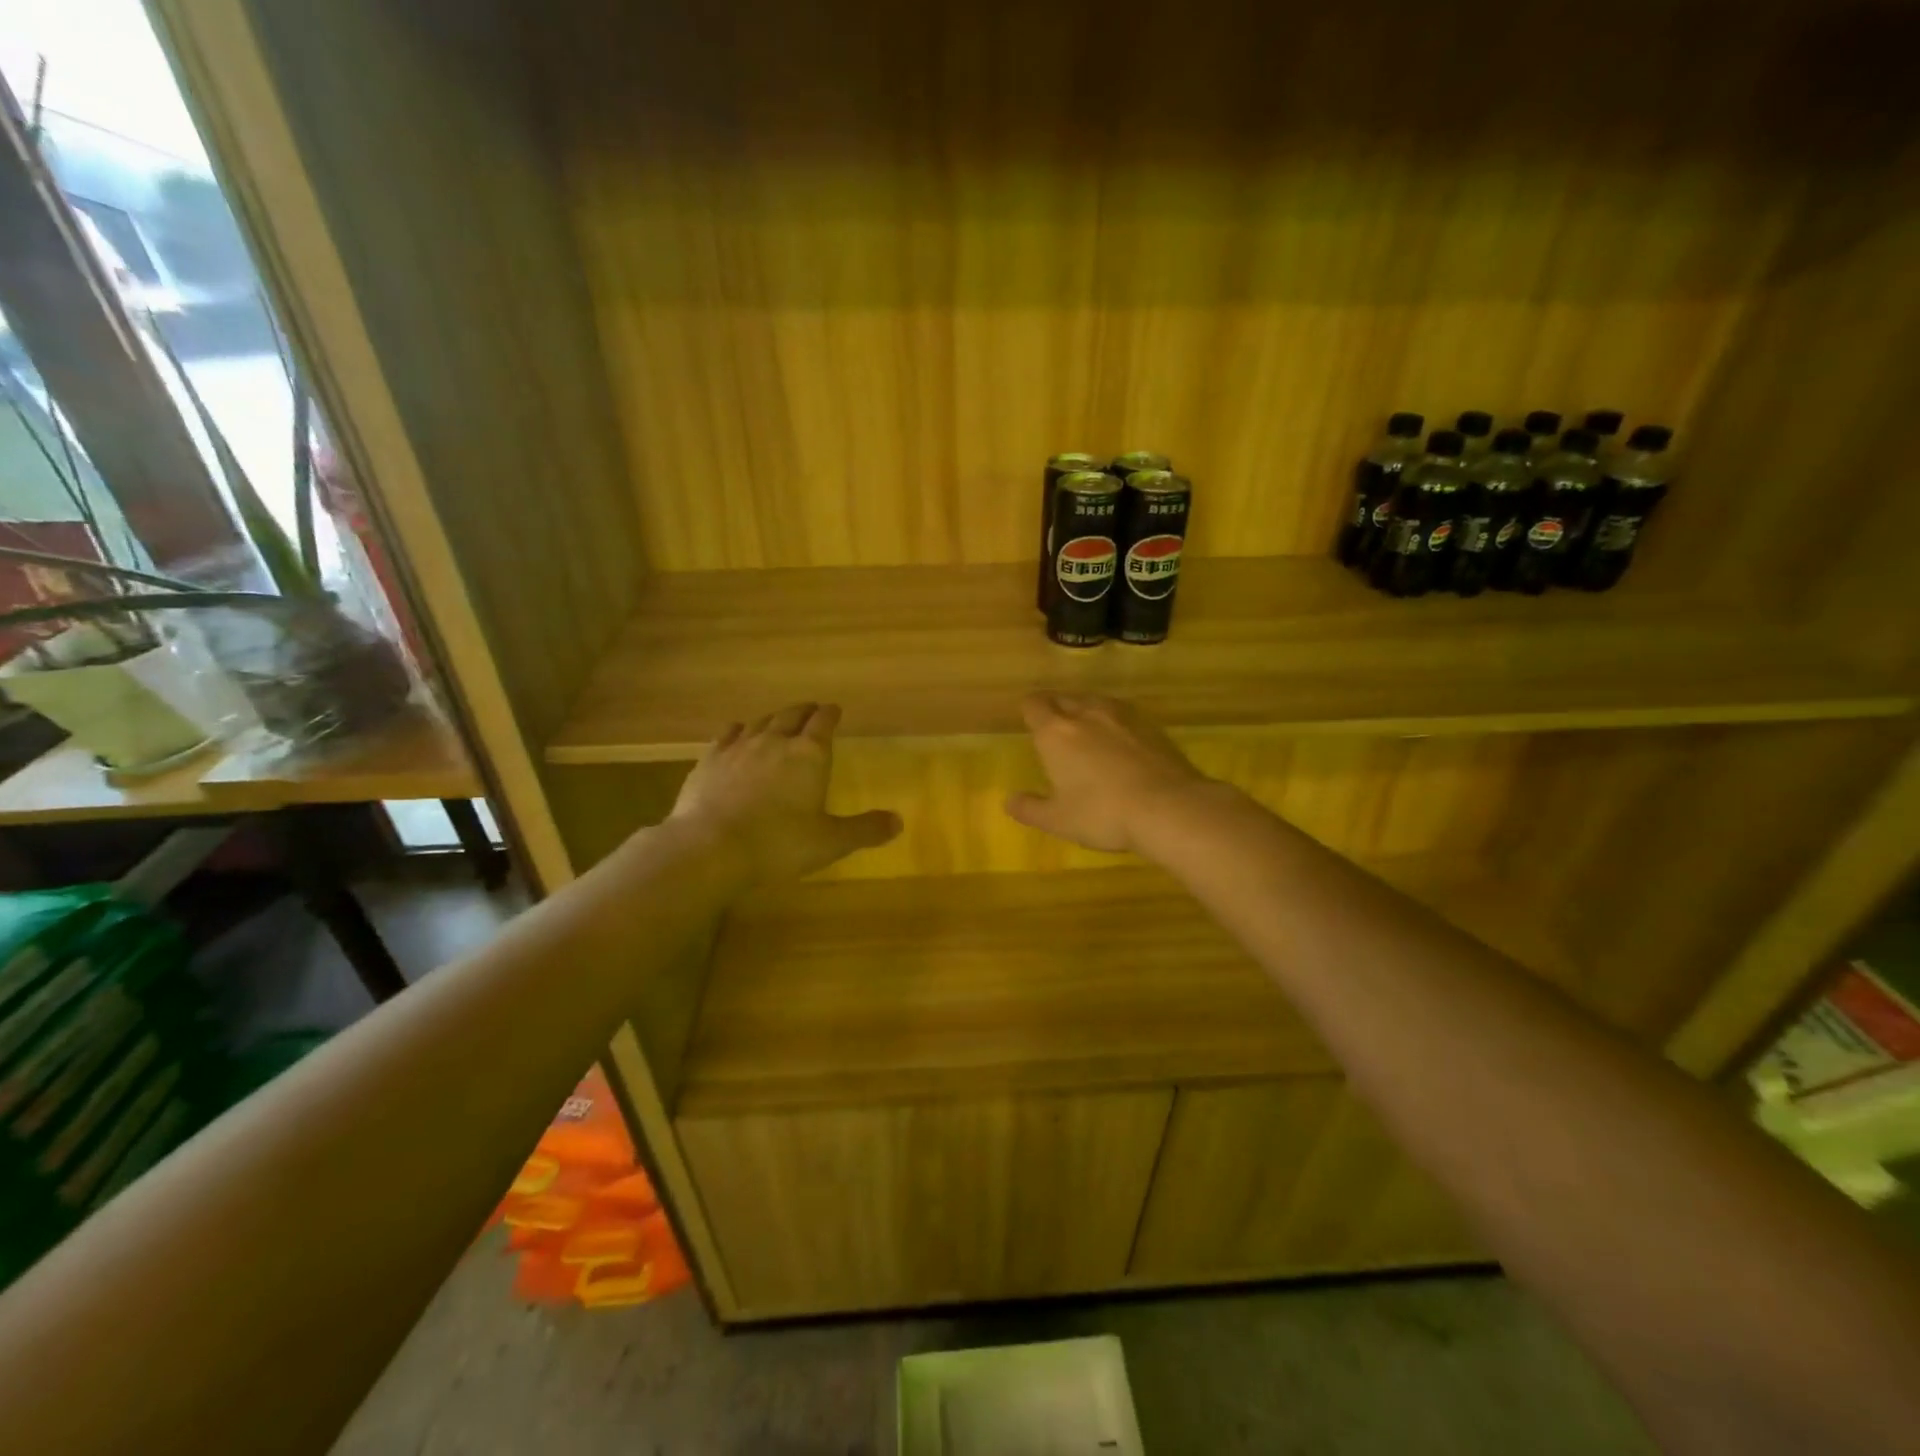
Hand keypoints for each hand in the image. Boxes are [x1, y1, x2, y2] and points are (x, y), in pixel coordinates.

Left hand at [670, 703, 900, 885]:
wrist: (711, 848)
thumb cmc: (779, 844)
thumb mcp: (830, 842)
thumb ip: (865, 829)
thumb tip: (898, 821)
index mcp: (809, 755)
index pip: (824, 722)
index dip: (831, 714)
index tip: (834, 710)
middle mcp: (775, 741)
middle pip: (792, 715)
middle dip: (804, 711)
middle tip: (811, 710)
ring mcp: (739, 747)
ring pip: (760, 722)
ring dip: (773, 718)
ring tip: (779, 720)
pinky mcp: (710, 759)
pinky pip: (727, 734)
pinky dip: (738, 729)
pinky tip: (737, 731)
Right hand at [1005, 693, 1212, 853]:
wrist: (1168, 807)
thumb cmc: (1102, 813)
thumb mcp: (1058, 820)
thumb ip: (1030, 809)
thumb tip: (1010, 801)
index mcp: (1056, 732)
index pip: (1034, 704)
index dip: (1030, 711)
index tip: (1030, 723)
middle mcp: (1086, 714)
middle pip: (1064, 698)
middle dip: (1056, 710)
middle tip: (1056, 732)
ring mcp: (1123, 717)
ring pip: (1096, 703)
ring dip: (1087, 713)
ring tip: (1089, 736)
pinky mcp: (1152, 726)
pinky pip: (1124, 716)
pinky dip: (1116, 726)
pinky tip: (1122, 747)